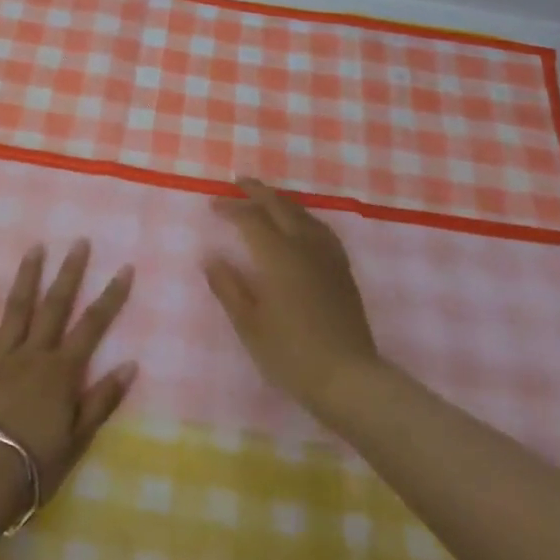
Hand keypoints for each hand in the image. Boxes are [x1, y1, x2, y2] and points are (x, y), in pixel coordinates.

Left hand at [0, 241, 137, 509]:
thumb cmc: (36, 462)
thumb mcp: (78, 437)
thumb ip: (103, 399)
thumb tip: (131, 364)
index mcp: (62, 370)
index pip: (93, 325)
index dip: (111, 296)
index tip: (124, 268)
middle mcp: (34, 353)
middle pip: (55, 305)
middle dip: (70, 272)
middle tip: (79, 242)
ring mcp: (2, 354)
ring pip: (18, 306)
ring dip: (28, 275)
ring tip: (36, 246)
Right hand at [204, 178, 382, 413]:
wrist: (348, 378)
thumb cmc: (291, 354)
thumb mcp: (249, 325)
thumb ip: (228, 287)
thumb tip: (211, 256)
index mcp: (277, 257)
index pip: (250, 220)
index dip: (230, 208)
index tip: (212, 205)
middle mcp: (304, 246)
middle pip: (280, 206)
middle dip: (258, 191)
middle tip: (239, 181)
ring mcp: (327, 256)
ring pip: (303, 214)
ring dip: (281, 201)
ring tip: (266, 198)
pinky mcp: (342, 269)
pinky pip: (320, 228)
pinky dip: (304, 216)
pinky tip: (302, 225)